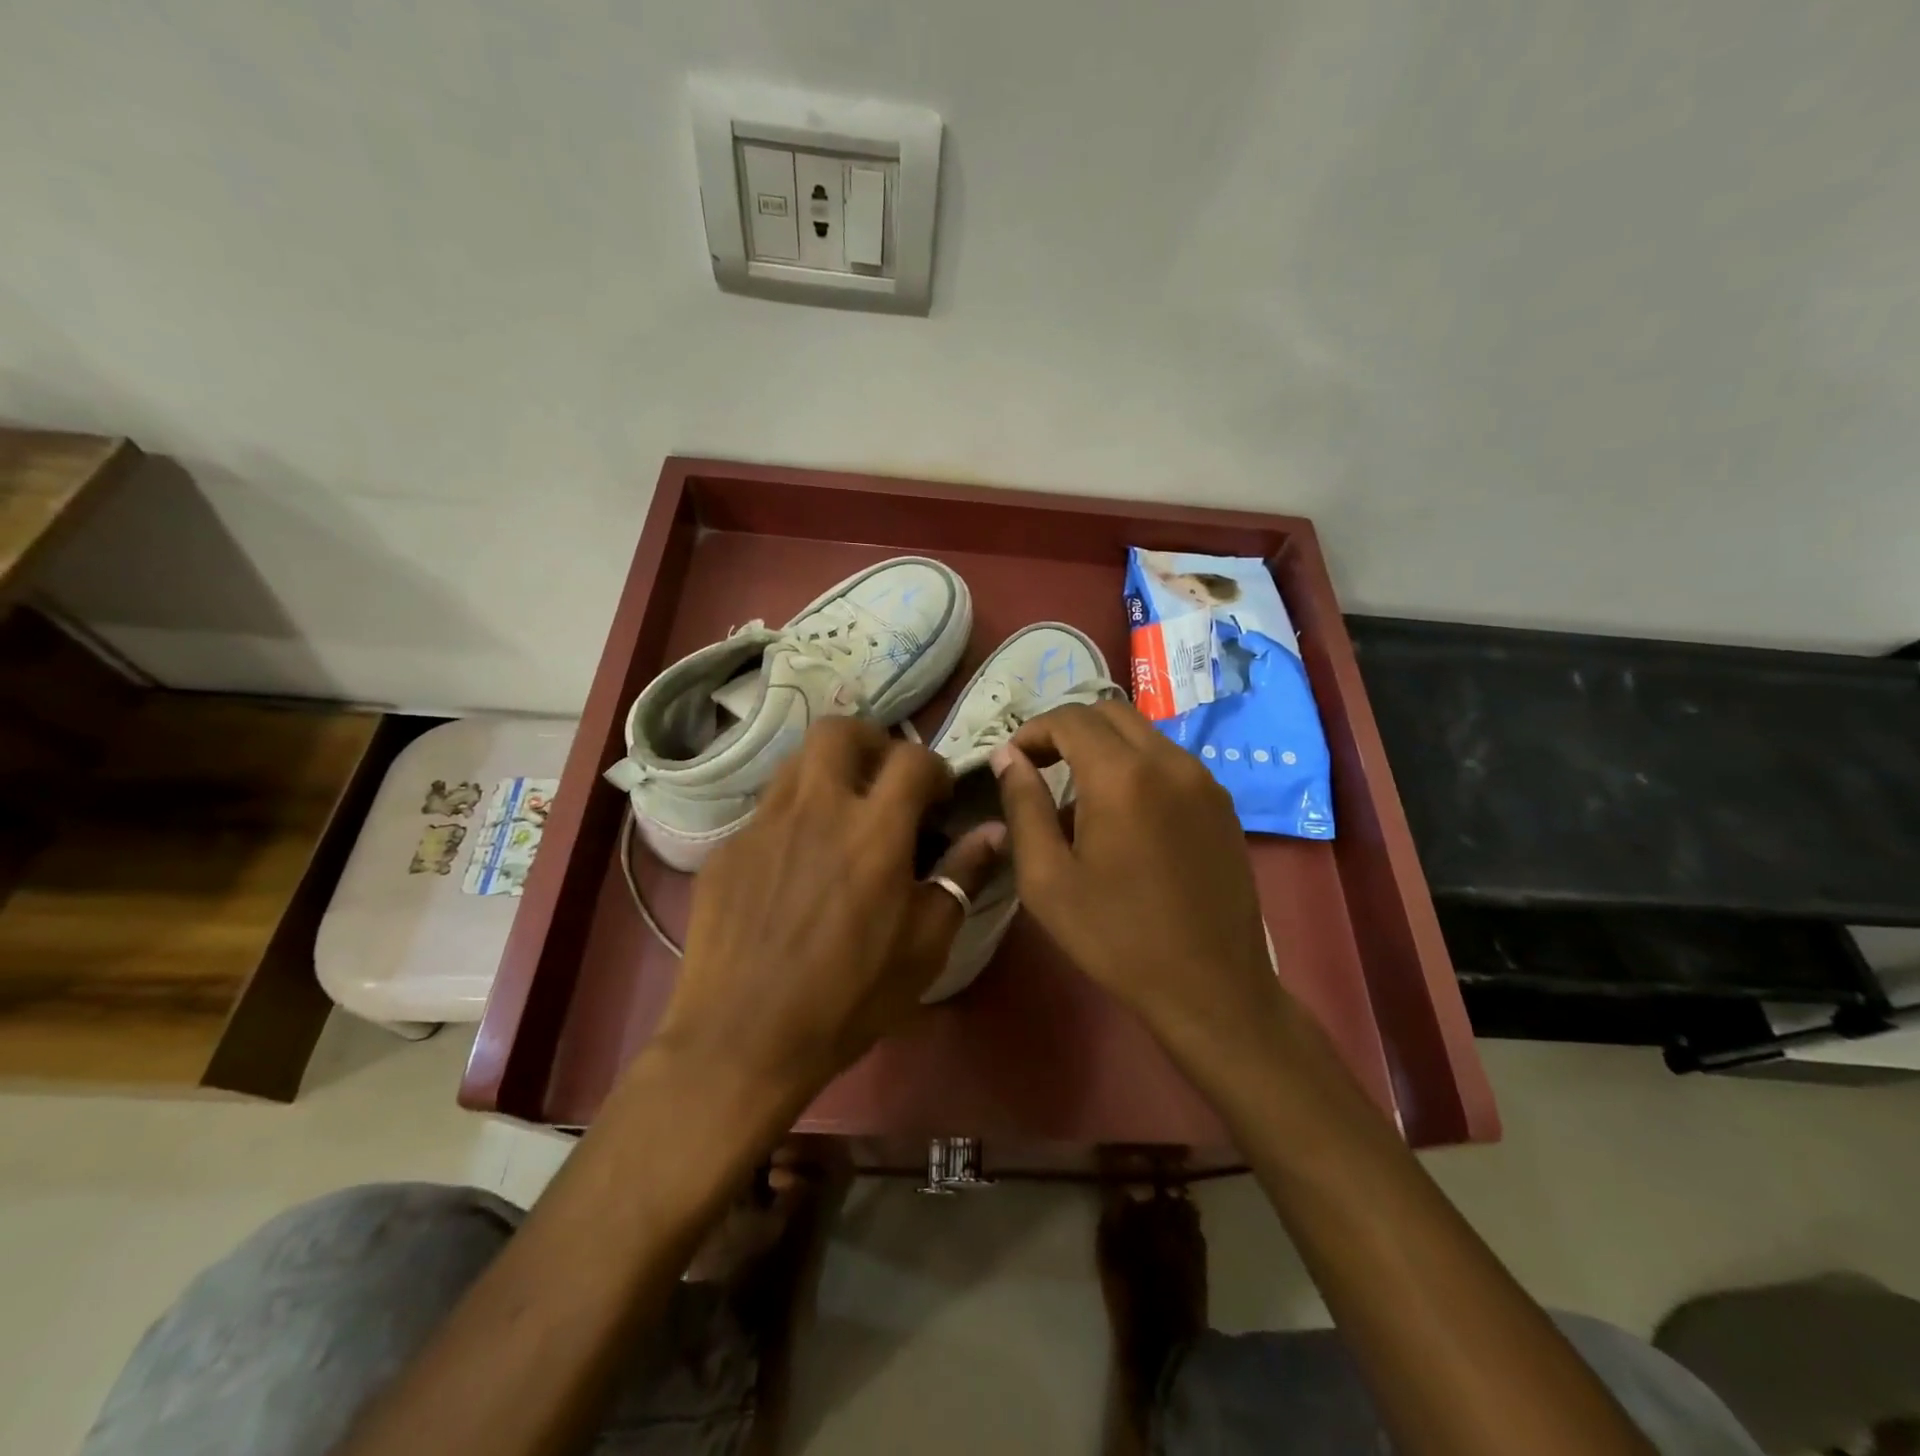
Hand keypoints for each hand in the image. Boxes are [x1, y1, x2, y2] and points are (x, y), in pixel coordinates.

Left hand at [654, 717, 1004, 1112]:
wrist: (742, 1040)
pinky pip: (766, 810)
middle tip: (884, 781)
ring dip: (828, 772)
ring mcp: (763, 824)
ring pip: (797, 761)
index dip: (934, 768)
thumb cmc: (849, 998)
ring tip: (840, 814)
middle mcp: (816, 808)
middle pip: (841, 731)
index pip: (912, 759)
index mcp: (873, 830)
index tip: (938, 798)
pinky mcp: (727, 848)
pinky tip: (794, 865)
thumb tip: (995, 832)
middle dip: (872, 742)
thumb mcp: (925, 946)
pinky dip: (792, 818)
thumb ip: (962, 877)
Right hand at [990, 700, 1283, 1056]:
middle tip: (1039, 767)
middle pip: (1109, 712)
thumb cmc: (1117, 937)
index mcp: (1123, 776)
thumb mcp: (1047, 879)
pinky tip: (1123, 815)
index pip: (1070, 719)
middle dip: (1067, 730)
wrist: (1212, 988)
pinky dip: (1135, 765)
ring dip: (1103, 746)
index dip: (1032, 731)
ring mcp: (1203, 780)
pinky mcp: (1222, 803)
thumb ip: (1023, 806)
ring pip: (1143, 734)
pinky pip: (1169, 761)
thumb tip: (1008, 757)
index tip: (1011, 762)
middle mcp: (1169, 762)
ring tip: (1077, 795)